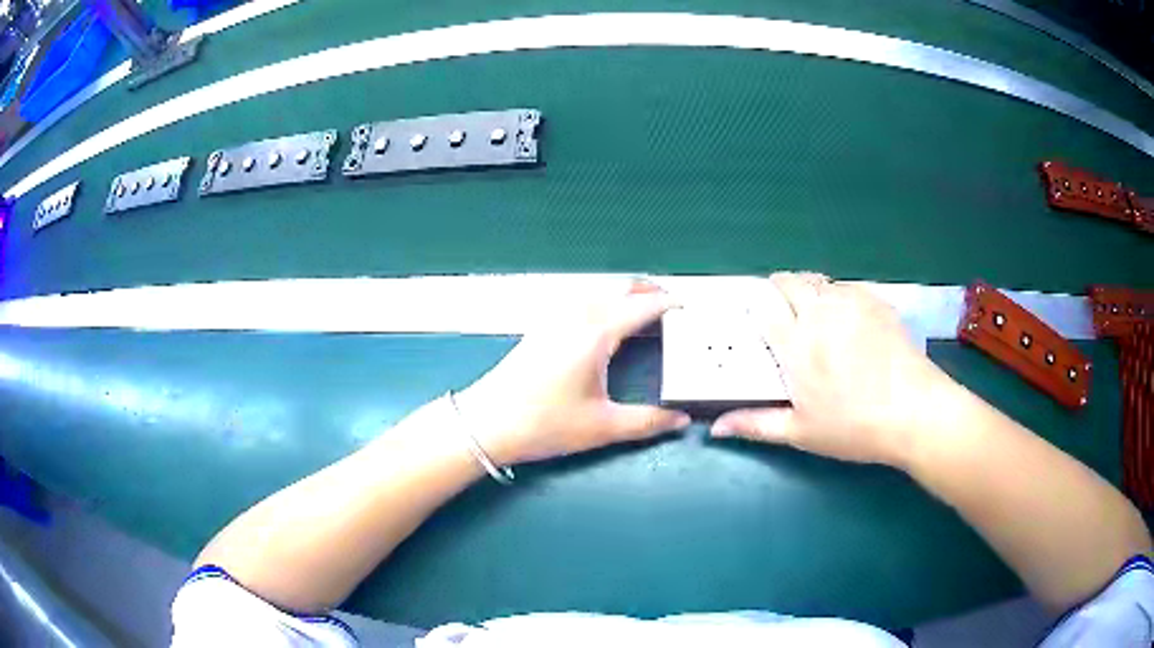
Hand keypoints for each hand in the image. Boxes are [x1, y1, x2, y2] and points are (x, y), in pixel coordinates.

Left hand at [455, 284, 691, 465]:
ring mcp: (555, 316)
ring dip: (627, 293)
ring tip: (647, 311)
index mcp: (596, 332)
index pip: (644, 306)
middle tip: (674, 306)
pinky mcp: (542, 325)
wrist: (486, 423)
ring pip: (600, 290)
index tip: (692, 311)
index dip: (672, 305)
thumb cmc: (544, 424)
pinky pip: (583, 299)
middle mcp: (577, 315)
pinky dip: (605, 300)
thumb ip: (647, 422)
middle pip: (621, 286)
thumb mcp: (602, 427)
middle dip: (651, 290)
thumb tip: (681, 421)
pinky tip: (608, 323)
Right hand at [711, 272, 953, 467]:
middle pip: (790, 282)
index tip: (758, 317)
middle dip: (779, 288)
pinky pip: (848, 287)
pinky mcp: (876, 302)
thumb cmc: (854, 428)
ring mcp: (851, 303)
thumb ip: (756, 424)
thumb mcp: (801, 432)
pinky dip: (838, 294)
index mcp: (796, 345)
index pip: (765, 308)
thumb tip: (715, 428)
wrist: (914, 412)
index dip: (757, 307)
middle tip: (782, 309)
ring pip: (819, 280)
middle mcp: (820, 314)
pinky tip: (848, 318)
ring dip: (809, 289)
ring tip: (814, 312)